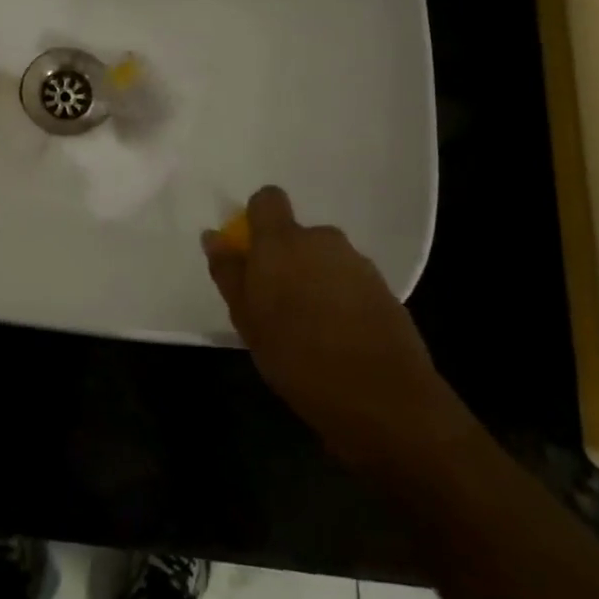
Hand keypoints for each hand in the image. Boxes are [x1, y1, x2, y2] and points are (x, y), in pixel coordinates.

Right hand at [204, 186, 474, 473]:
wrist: (383, 398)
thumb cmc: (297, 358)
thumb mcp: (248, 320)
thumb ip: (230, 273)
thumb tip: (214, 236)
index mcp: (282, 242)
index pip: (267, 200)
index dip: (258, 220)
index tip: (252, 255)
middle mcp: (322, 240)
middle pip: (297, 236)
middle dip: (287, 261)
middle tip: (277, 305)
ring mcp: (358, 264)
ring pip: (324, 260)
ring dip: (314, 281)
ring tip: (310, 328)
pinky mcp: (384, 289)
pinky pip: (350, 282)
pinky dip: (341, 300)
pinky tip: (339, 339)